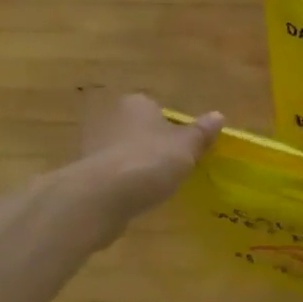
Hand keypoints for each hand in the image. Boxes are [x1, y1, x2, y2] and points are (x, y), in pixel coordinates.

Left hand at [78, 90, 223, 228]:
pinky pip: (111, 174)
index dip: (173, 129)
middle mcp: (111, 116)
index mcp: (137, 103)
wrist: (102, 196)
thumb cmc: (150, 161)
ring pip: (123, 152)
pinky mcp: (84, 172)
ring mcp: (93, 144)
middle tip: (172, 168)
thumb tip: (218, 116)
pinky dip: (122, 183)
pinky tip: (134, 198)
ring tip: (154, 187)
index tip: (184, 150)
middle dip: (152, 146)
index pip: (158, 109)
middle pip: (139, 130)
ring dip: (136, 165)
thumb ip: (202, 133)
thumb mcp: (187, 147)